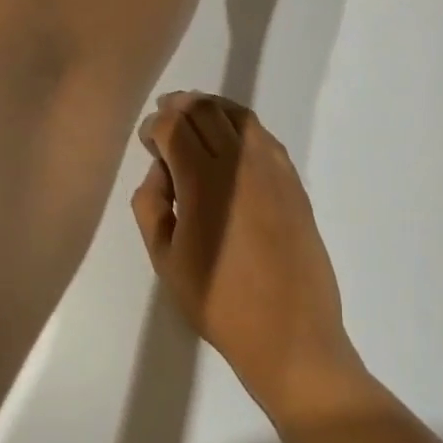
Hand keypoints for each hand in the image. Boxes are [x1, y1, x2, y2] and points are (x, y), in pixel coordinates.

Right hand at [131, 92, 366, 423]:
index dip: (156, 125)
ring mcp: (274, 170)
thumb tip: (161, 172)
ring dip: (212, 111)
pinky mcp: (294, 183)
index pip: (175, 126)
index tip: (147, 141)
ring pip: (239, 116)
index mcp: (204, 182)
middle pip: (206, 110)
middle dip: (180, 108)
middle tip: (165, 123)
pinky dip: (241, 128)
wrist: (289, 334)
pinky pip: (264, 137)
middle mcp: (241, 163)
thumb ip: (151, 206)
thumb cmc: (218, 303)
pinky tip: (231, 146)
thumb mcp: (165, 261)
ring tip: (195, 123)